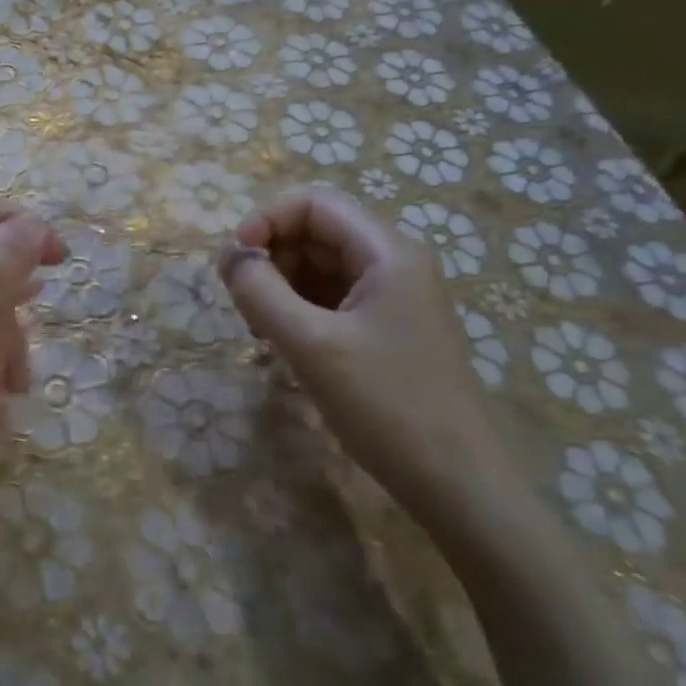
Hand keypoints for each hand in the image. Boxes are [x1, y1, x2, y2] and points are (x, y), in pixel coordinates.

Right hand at [218, 187, 521, 524]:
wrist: (456, 482)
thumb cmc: (386, 405)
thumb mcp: (312, 345)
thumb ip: (261, 292)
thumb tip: (229, 255)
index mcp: (387, 251)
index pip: (314, 204)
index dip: (265, 220)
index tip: (232, 263)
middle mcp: (394, 263)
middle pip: (317, 233)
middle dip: (272, 257)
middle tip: (244, 306)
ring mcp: (393, 299)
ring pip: (321, 268)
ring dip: (282, 287)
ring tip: (261, 331)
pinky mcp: (387, 330)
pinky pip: (333, 301)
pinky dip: (301, 312)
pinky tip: (285, 345)